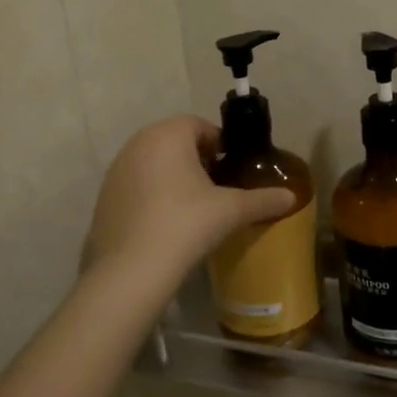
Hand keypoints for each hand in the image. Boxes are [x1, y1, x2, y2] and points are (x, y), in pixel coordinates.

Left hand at [81, 116, 295, 287]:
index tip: (232, 169)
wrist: (131, 271)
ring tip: (193, 208)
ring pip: (153, 163)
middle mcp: (137, 144)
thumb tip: (292, 197)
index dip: (220, 145)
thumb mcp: (231, 211)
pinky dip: (152, 196)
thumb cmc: (186, 224)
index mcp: (168, 135)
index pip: (200, 126)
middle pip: (175, 142)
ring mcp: (116, 171)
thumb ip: (263, 200)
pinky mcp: (104, 198)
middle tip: (217, 188)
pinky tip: (166, 225)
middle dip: (197, 160)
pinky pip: (136, 186)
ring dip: (173, 177)